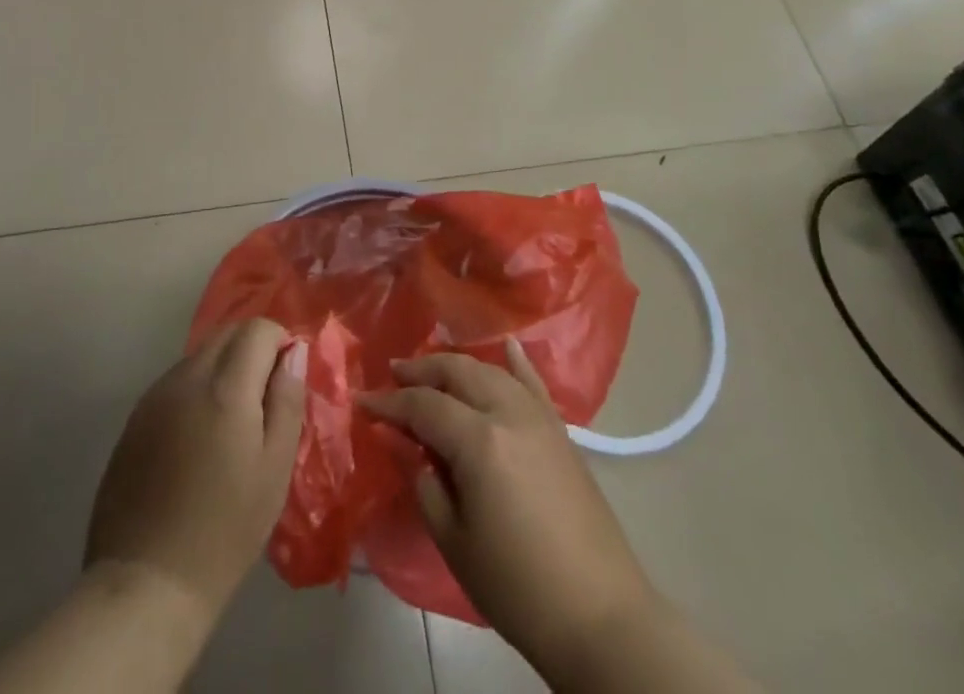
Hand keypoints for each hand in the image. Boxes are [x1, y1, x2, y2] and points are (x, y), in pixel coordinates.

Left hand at [85, 319, 307, 624]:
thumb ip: (287, 401)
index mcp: (226, 387)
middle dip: (252, 349)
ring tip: (232, 422)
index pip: (257, 328)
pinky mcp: (134, 418)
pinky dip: (196, 390)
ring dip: (223, 368)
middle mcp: (187, 377)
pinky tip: (198, 438)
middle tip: (265, 398)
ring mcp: (155, 395)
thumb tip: (294, 353)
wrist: (146, 582)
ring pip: (199, 356)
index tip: (287, 379)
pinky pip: (175, 382)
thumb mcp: (274, 468)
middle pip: (226, 333)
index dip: (279, 343)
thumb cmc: (225, 530)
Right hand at [361, 338, 655, 677]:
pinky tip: (507, 346)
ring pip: (490, 372)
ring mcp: (539, 418)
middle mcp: (508, 413)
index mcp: (479, 440)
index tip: (363, 402)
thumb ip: (423, 480)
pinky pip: (534, 384)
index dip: (389, 403)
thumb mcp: (454, 538)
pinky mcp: (561, 432)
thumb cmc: (516, 587)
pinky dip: (517, 363)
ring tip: (432, 370)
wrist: (600, 617)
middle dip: (422, 371)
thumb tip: (398, 440)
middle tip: (393, 376)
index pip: (423, 406)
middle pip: (457, 373)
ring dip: (457, 366)